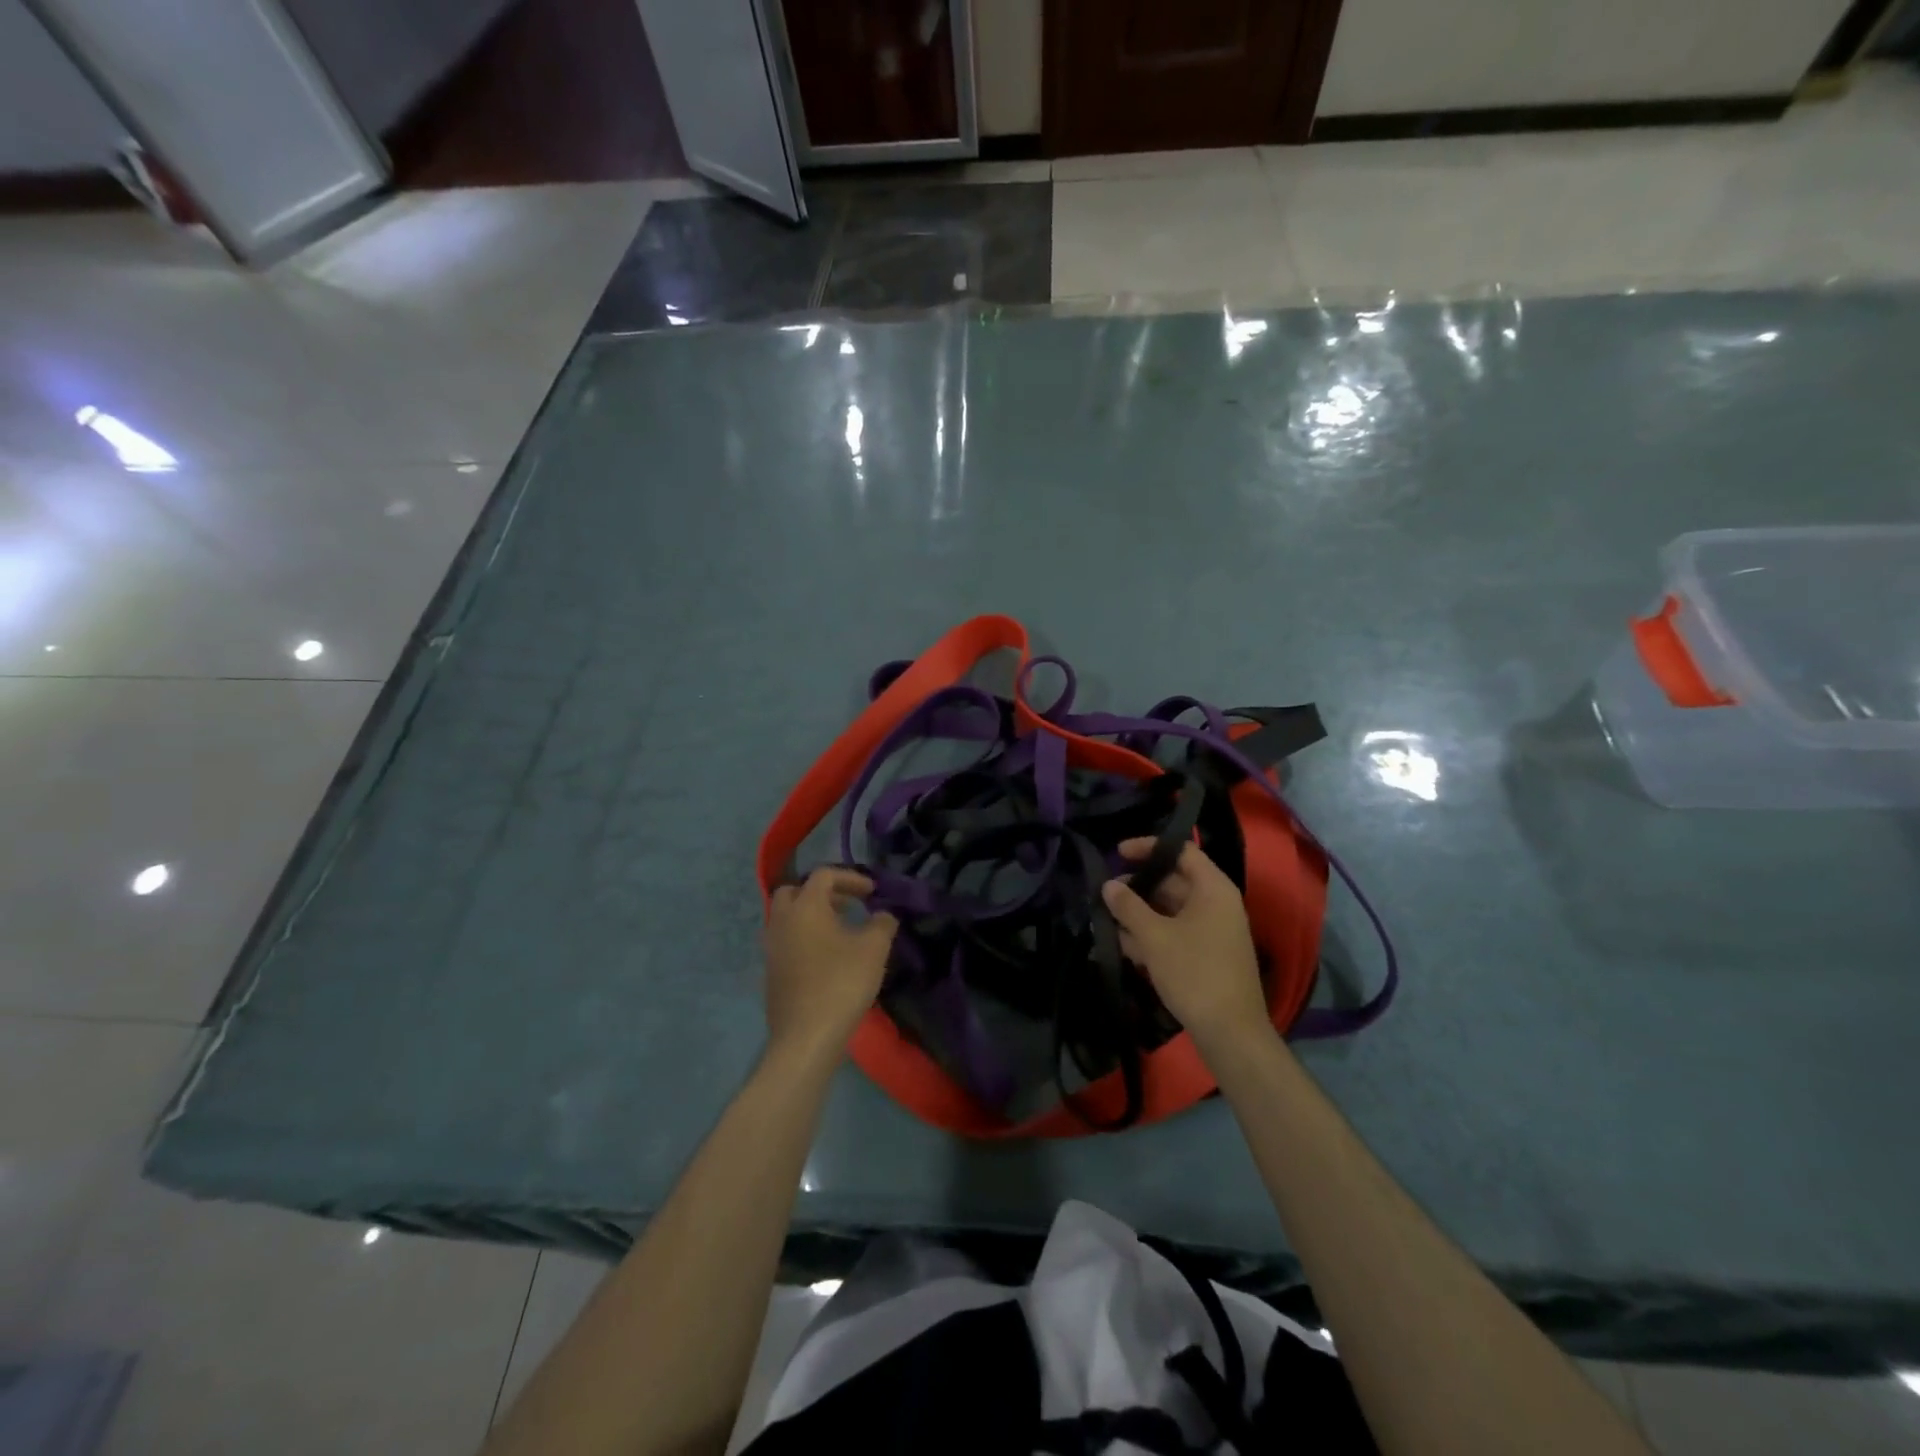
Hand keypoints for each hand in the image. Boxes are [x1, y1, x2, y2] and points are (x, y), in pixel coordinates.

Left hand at [764, 867, 897, 1062]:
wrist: (806, 1036)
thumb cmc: (841, 983)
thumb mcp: (874, 949)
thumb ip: (882, 924)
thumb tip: (883, 915)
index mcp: (805, 906)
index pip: (824, 875)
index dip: (850, 877)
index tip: (872, 892)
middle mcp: (781, 920)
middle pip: (795, 891)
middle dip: (822, 893)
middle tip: (846, 905)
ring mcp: (771, 947)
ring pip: (788, 918)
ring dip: (812, 916)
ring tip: (840, 931)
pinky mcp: (770, 972)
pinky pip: (786, 941)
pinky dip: (804, 938)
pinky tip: (827, 958)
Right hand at [1102, 839, 1270, 1052]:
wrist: (1230, 1033)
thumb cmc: (1194, 973)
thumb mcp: (1154, 937)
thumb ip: (1128, 906)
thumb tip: (1109, 885)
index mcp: (1213, 889)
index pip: (1181, 851)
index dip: (1149, 847)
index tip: (1118, 853)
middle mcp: (1216, 904)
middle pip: (1173, 881)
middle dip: (1138, 888)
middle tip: (1106, 894)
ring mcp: (1213, 931)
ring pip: (1170, 910)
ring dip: (1139, 915)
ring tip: (1107, 922)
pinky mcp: (1206, 955)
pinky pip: (1175, 933)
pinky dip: (1151, 936)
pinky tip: (1123, 947)